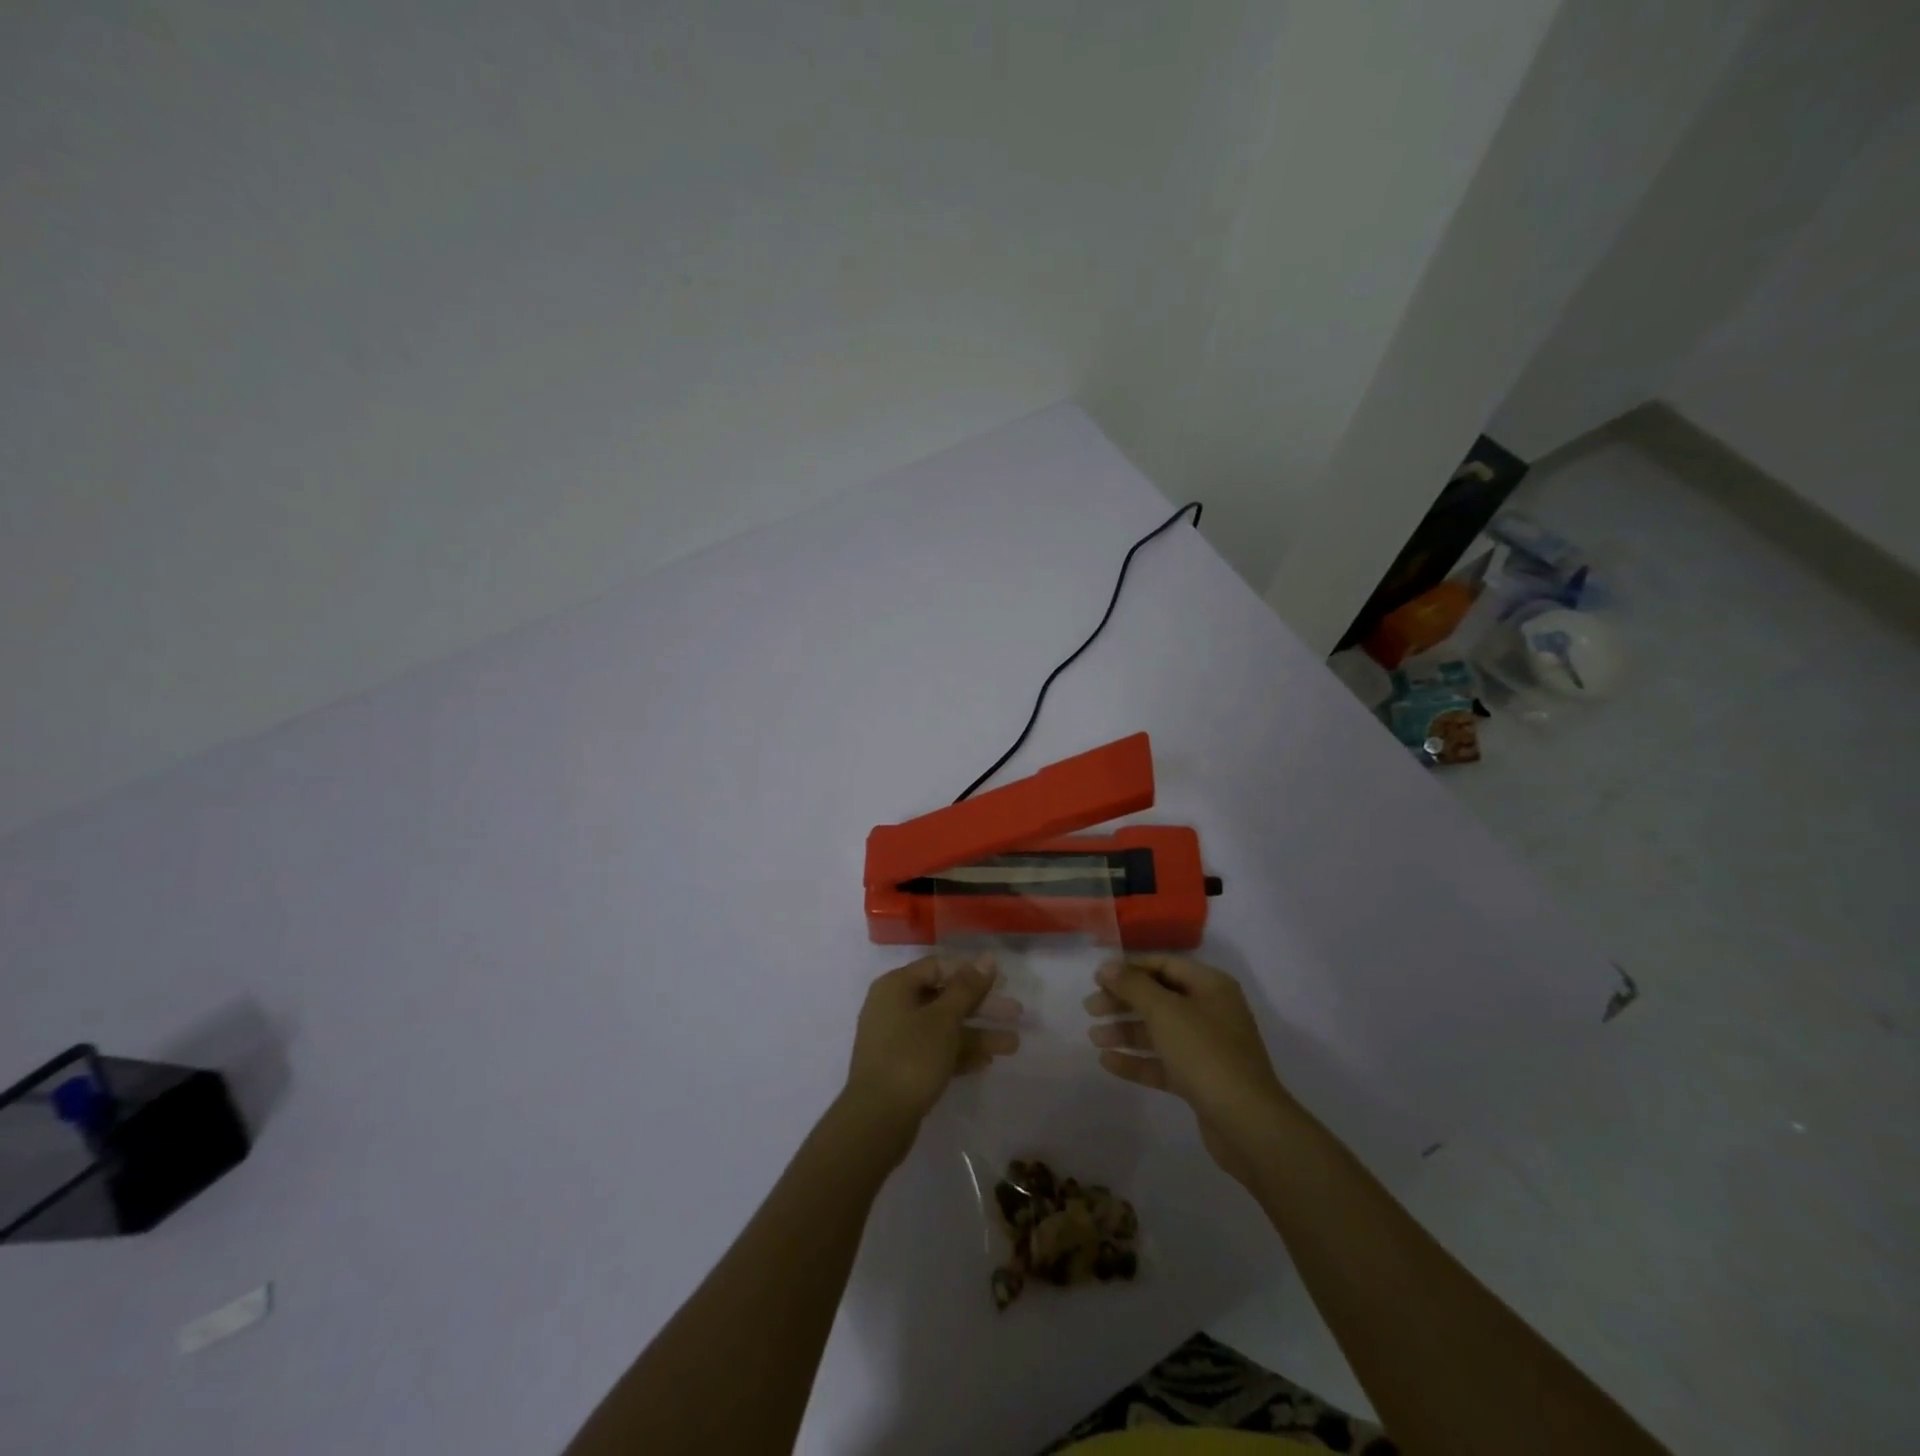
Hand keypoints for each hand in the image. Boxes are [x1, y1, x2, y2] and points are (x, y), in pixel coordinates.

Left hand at [843, 955, 1020, 1139]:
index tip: (1001, 981)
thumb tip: (987, 958)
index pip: (937, 967)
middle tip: (1016, 1013)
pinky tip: (987, 1062)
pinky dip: (959, 1054)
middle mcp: (894, 1008)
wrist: (876, 1121)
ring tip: (1012, 1045)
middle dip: (981, 1006)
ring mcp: (897, 1040)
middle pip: (944, 998)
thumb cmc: (910, 1058)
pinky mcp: (902, 1069)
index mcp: (896, 987)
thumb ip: (967, 988)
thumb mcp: (943, 1019)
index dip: (970, 972)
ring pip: (943, 1028)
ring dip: (977, 1034)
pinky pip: (936, 1052)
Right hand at [1085, 955, 1297, 1184]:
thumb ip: (1133, 986)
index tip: (1098, 979)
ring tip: (1093, 1037)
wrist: (1247, 1123)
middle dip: (1123, 1002)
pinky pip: (1163, 1062)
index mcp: (1210, 986)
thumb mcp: (1165, 1011)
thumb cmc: (1205, 1054)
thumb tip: (1107, 966)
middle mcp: (1211, 1011)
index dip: (1130, 969)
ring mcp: (1207, 1048)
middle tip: (1090, 1009)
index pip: (1164, 965)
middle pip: (1159, 998)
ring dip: (1126, 1031)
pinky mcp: (1201, 1080)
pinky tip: (1108, 1062)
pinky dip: (1137, 1060)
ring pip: (1159, 1032)